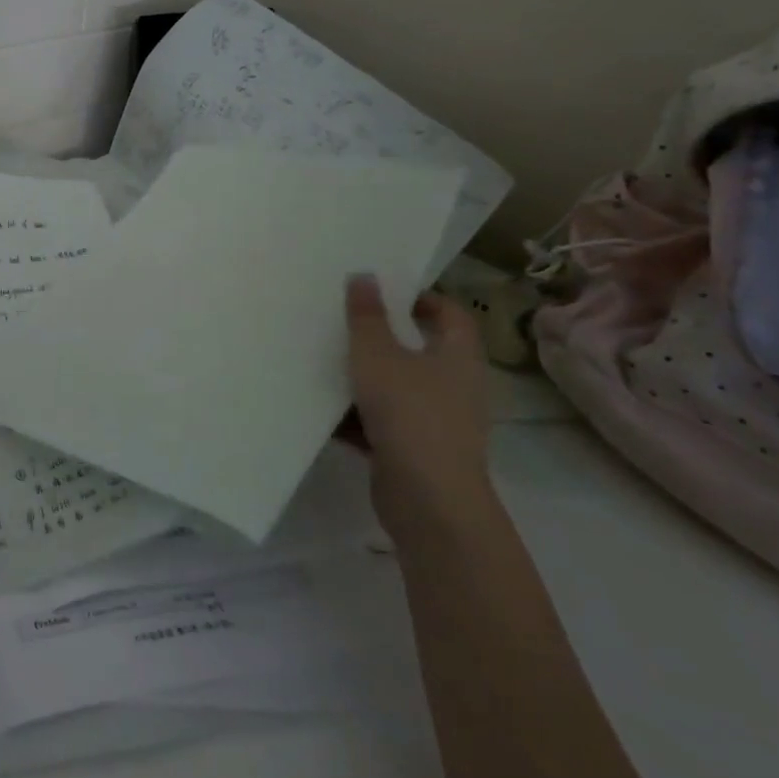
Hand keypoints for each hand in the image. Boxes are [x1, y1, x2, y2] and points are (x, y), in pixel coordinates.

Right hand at [345, 275, 495, 536]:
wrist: (429, 501)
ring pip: (396, 387)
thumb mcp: (377, 356)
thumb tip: (364, 276)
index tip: (380, 291)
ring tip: (321, 358)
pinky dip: (356, 415)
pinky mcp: (414, 450)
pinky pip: (382, 421)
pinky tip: (320, 407)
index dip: (420, 297)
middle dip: (381, 336)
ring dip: (364, 377)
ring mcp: (436, 421)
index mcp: (458, 356)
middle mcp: (454, 386)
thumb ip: (367, 317)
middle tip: (341, 319)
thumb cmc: (410, 414)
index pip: (450, 314)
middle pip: (419, 350)